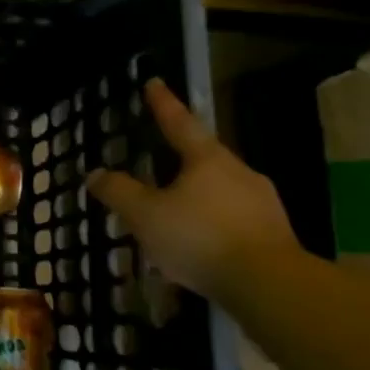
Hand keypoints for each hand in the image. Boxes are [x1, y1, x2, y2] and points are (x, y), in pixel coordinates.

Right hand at [88, 79, 299, 300]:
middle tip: (159, 158)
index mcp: (207, 160)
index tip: (154, 83)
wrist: (270, 286)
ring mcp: (261, 203)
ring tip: (174, 211)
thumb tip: (95, 174)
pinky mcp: (274, 234)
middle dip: (181, 157)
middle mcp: (238, 172)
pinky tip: (199, 244)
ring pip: (220, 189)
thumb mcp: (145, 215)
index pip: (179, 123)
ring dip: (196, 195)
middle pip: (204, 156)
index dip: (163, 104)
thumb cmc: (200, 238)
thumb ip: (118, 192)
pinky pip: (232, 218)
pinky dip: (212, 223)